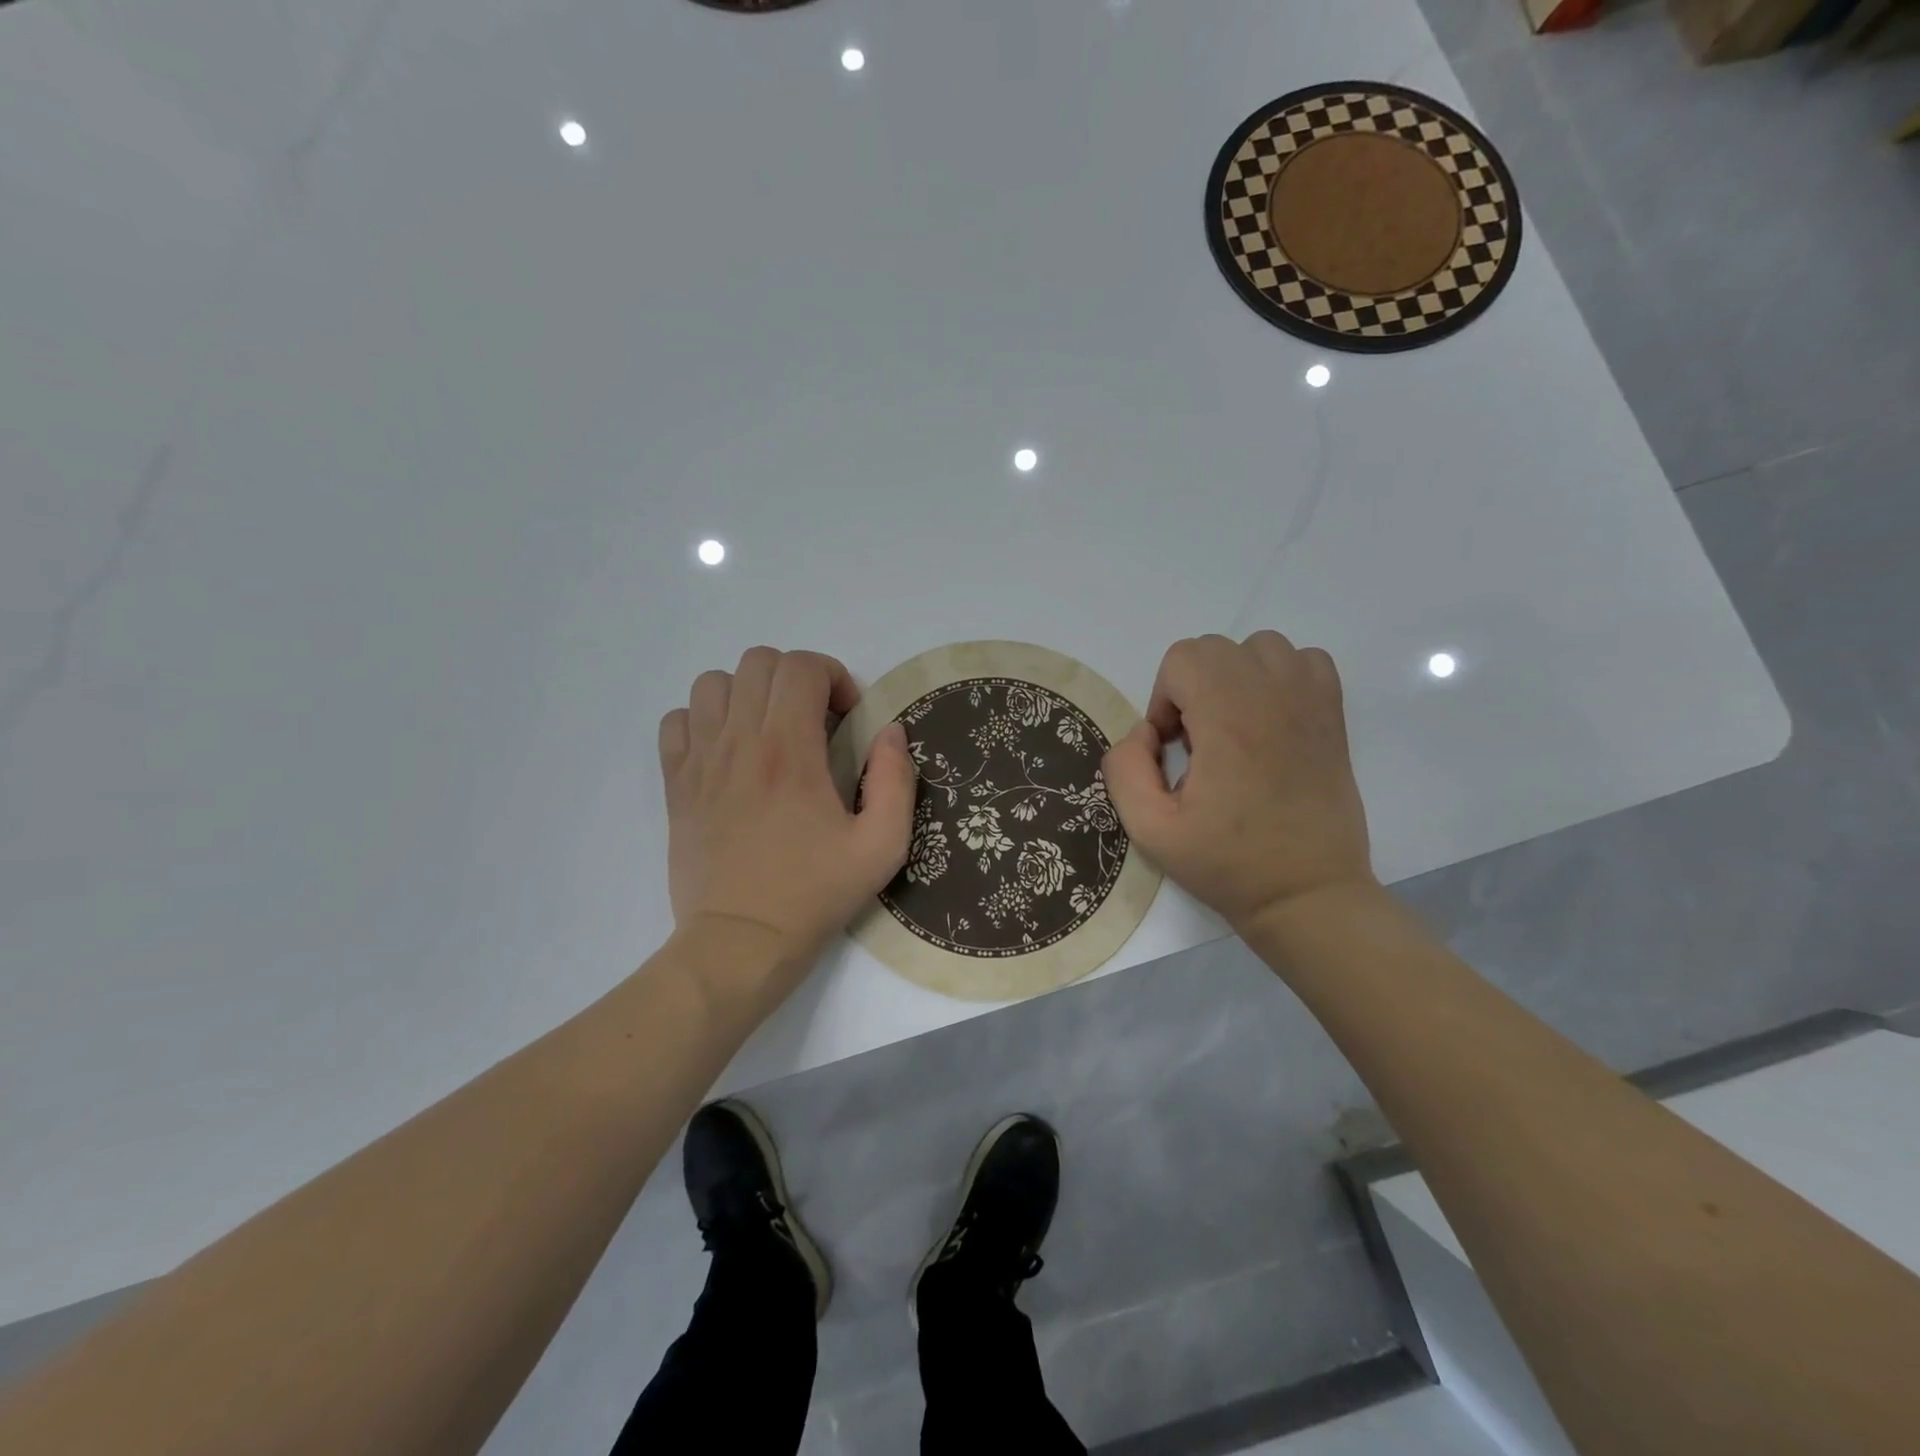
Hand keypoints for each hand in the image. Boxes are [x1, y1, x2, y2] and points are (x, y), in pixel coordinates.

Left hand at [658, 648, 915, 996]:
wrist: (741, 942)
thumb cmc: (815, 894)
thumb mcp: (881, 846)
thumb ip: (895, 780)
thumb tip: (890, 731)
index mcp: (789, 750)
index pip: (802, 667)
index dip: (833, 677)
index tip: (846, 718)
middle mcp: (739, 742)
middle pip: (759, 662)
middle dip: (796, 678)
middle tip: (814, 721)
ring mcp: (700, 760)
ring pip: (713, 683)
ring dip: (748, 694)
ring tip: (768, 730)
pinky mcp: (676, 783)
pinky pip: (677, 720)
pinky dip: (703, 720)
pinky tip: (727, 751)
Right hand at [1103, 632, 1374, 933]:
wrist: (1307, 894)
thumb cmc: (1227, 864)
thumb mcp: (1151, 829)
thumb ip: (1125, 770)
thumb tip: (1143, 732)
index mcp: (1228, 721)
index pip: (1183, 659)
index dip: (1164, 699)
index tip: (1173, 749)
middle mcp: (1272, 697)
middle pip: (1215, 648)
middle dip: (1192, 688)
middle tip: (1199, 744)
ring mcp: (1310, 702)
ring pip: (1260, 647)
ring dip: (1234, 677)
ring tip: (1234, 728)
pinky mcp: (1334, 715)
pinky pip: (1304, 660)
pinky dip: (1280, 676)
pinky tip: (1270, 719)